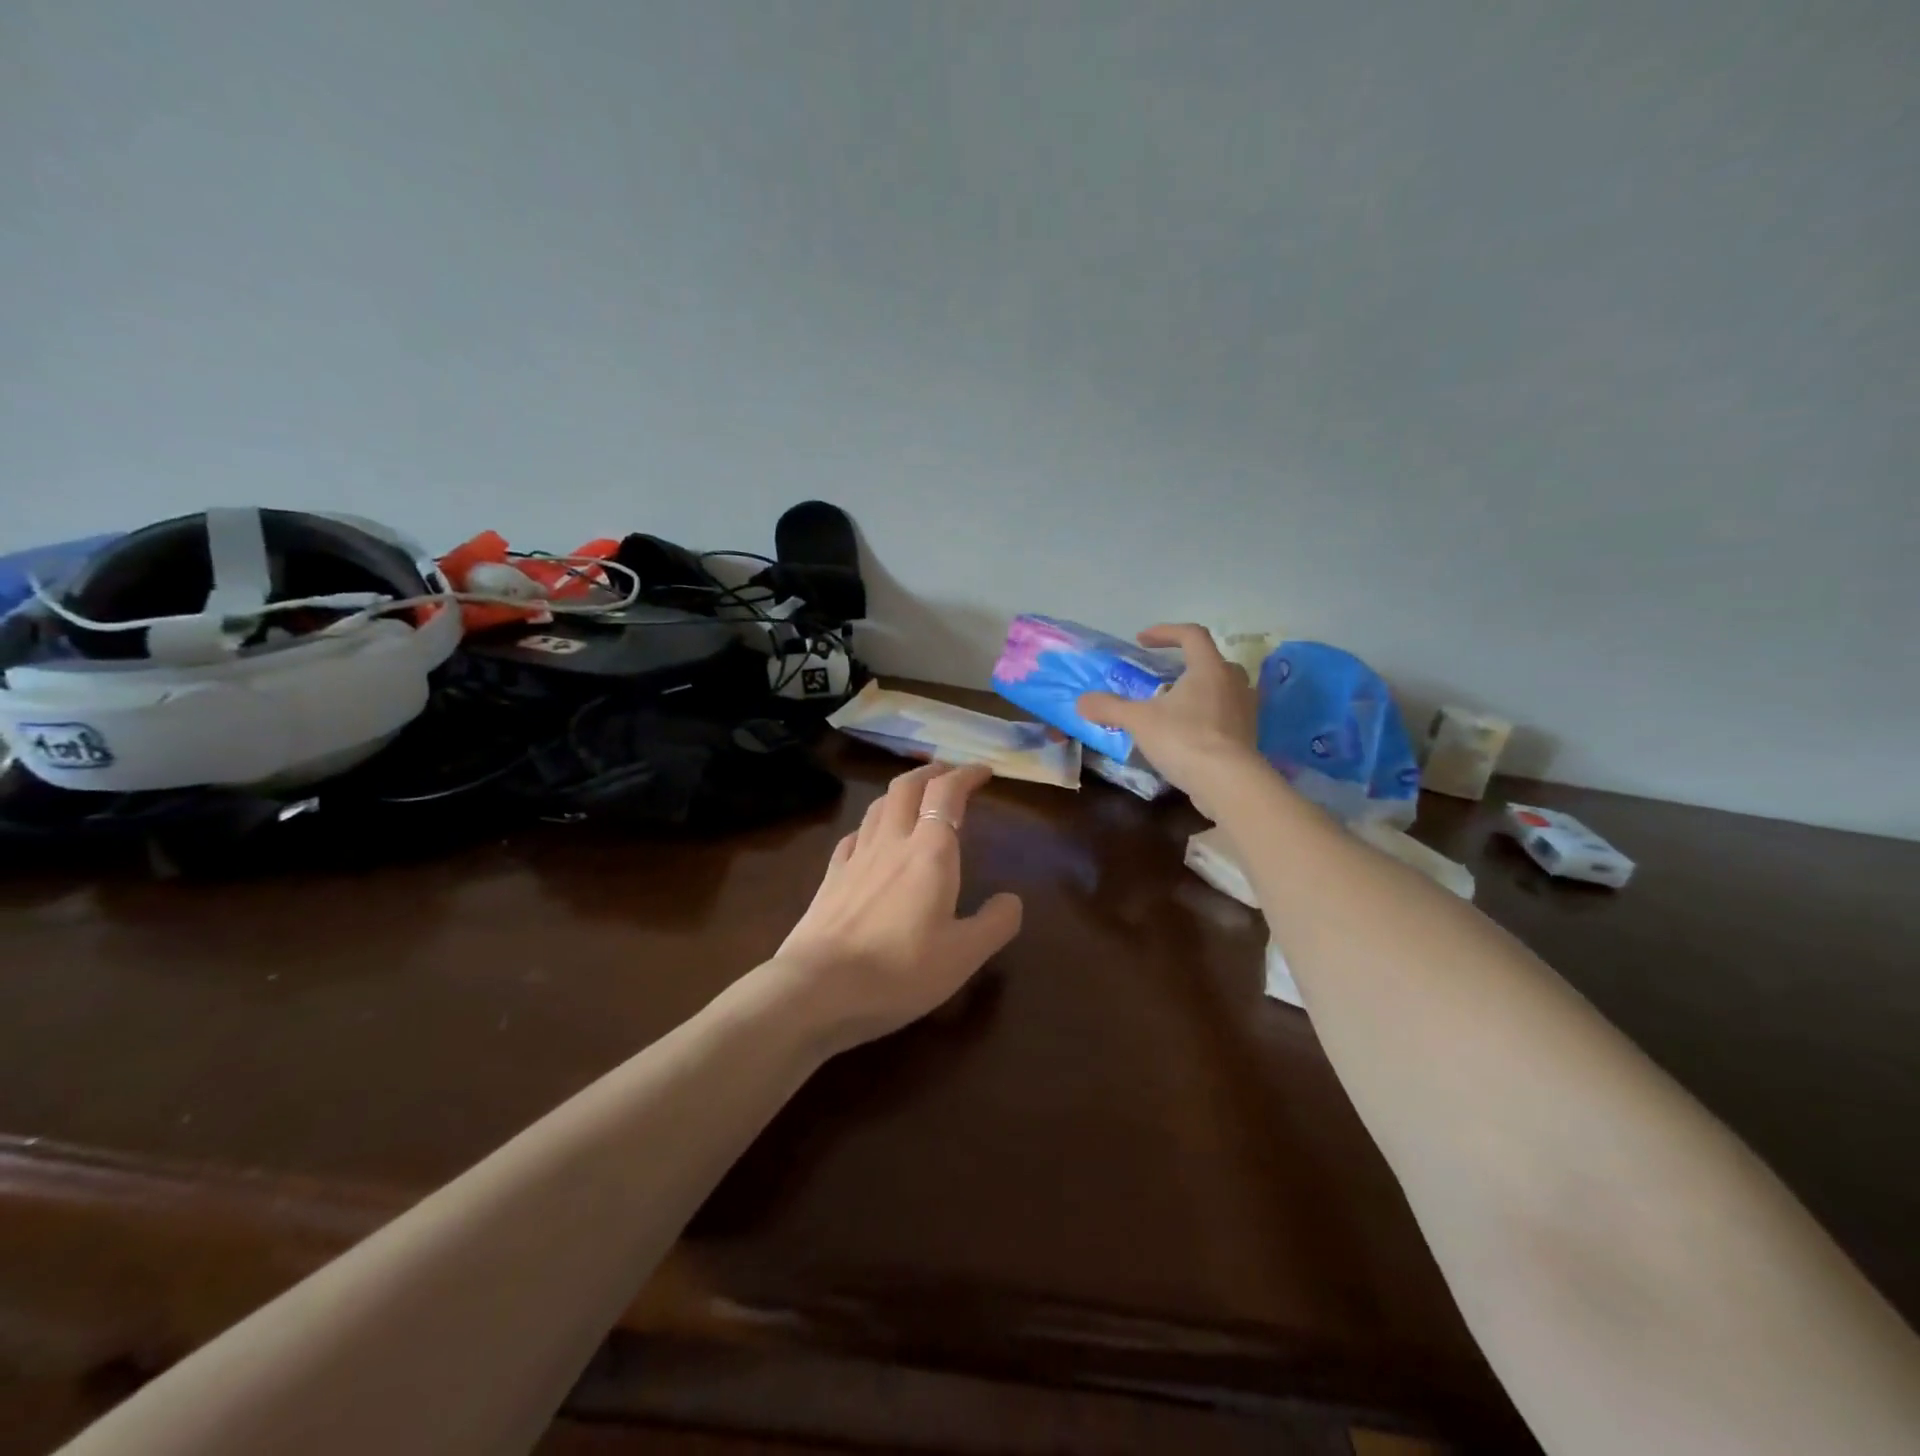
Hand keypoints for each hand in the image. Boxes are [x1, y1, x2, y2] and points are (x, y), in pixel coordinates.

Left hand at [772, 762, 1023, 1052]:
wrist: (818, 989)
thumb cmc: (900, 970)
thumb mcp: (964, 955)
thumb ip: (995, 923)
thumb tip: (1011, 900)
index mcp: (929, 852)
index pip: (947, 792)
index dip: (967, 775)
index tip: (984, 772)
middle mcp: (891, 842)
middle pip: (907, 786)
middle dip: (932, 771)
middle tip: (950, 773)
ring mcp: (855, 857)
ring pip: (879, 805)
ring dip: (902, 791)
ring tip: (915, 798)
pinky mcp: (831, 878)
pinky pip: (855, 835)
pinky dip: (872, 825)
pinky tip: (872, 838)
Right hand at [1077, 623, 1263, 818]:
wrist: (1229, 783)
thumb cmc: (1184, 739)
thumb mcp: (1139, 721)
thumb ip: (1110, 708)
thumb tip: (1082, 701)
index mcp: (1209, 668)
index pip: (1191, 634)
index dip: (1165, 632)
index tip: (1142, 640)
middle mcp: (1233, 683)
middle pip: (1212, 661)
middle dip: (1186, 665)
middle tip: (1163, 678)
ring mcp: (1245, 710)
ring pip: (1222, 689)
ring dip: (1199, 692)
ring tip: (1174, 708)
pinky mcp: (1248, 736)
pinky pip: (1226, 716)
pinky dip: (1207, 718)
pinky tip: (1187, 735)